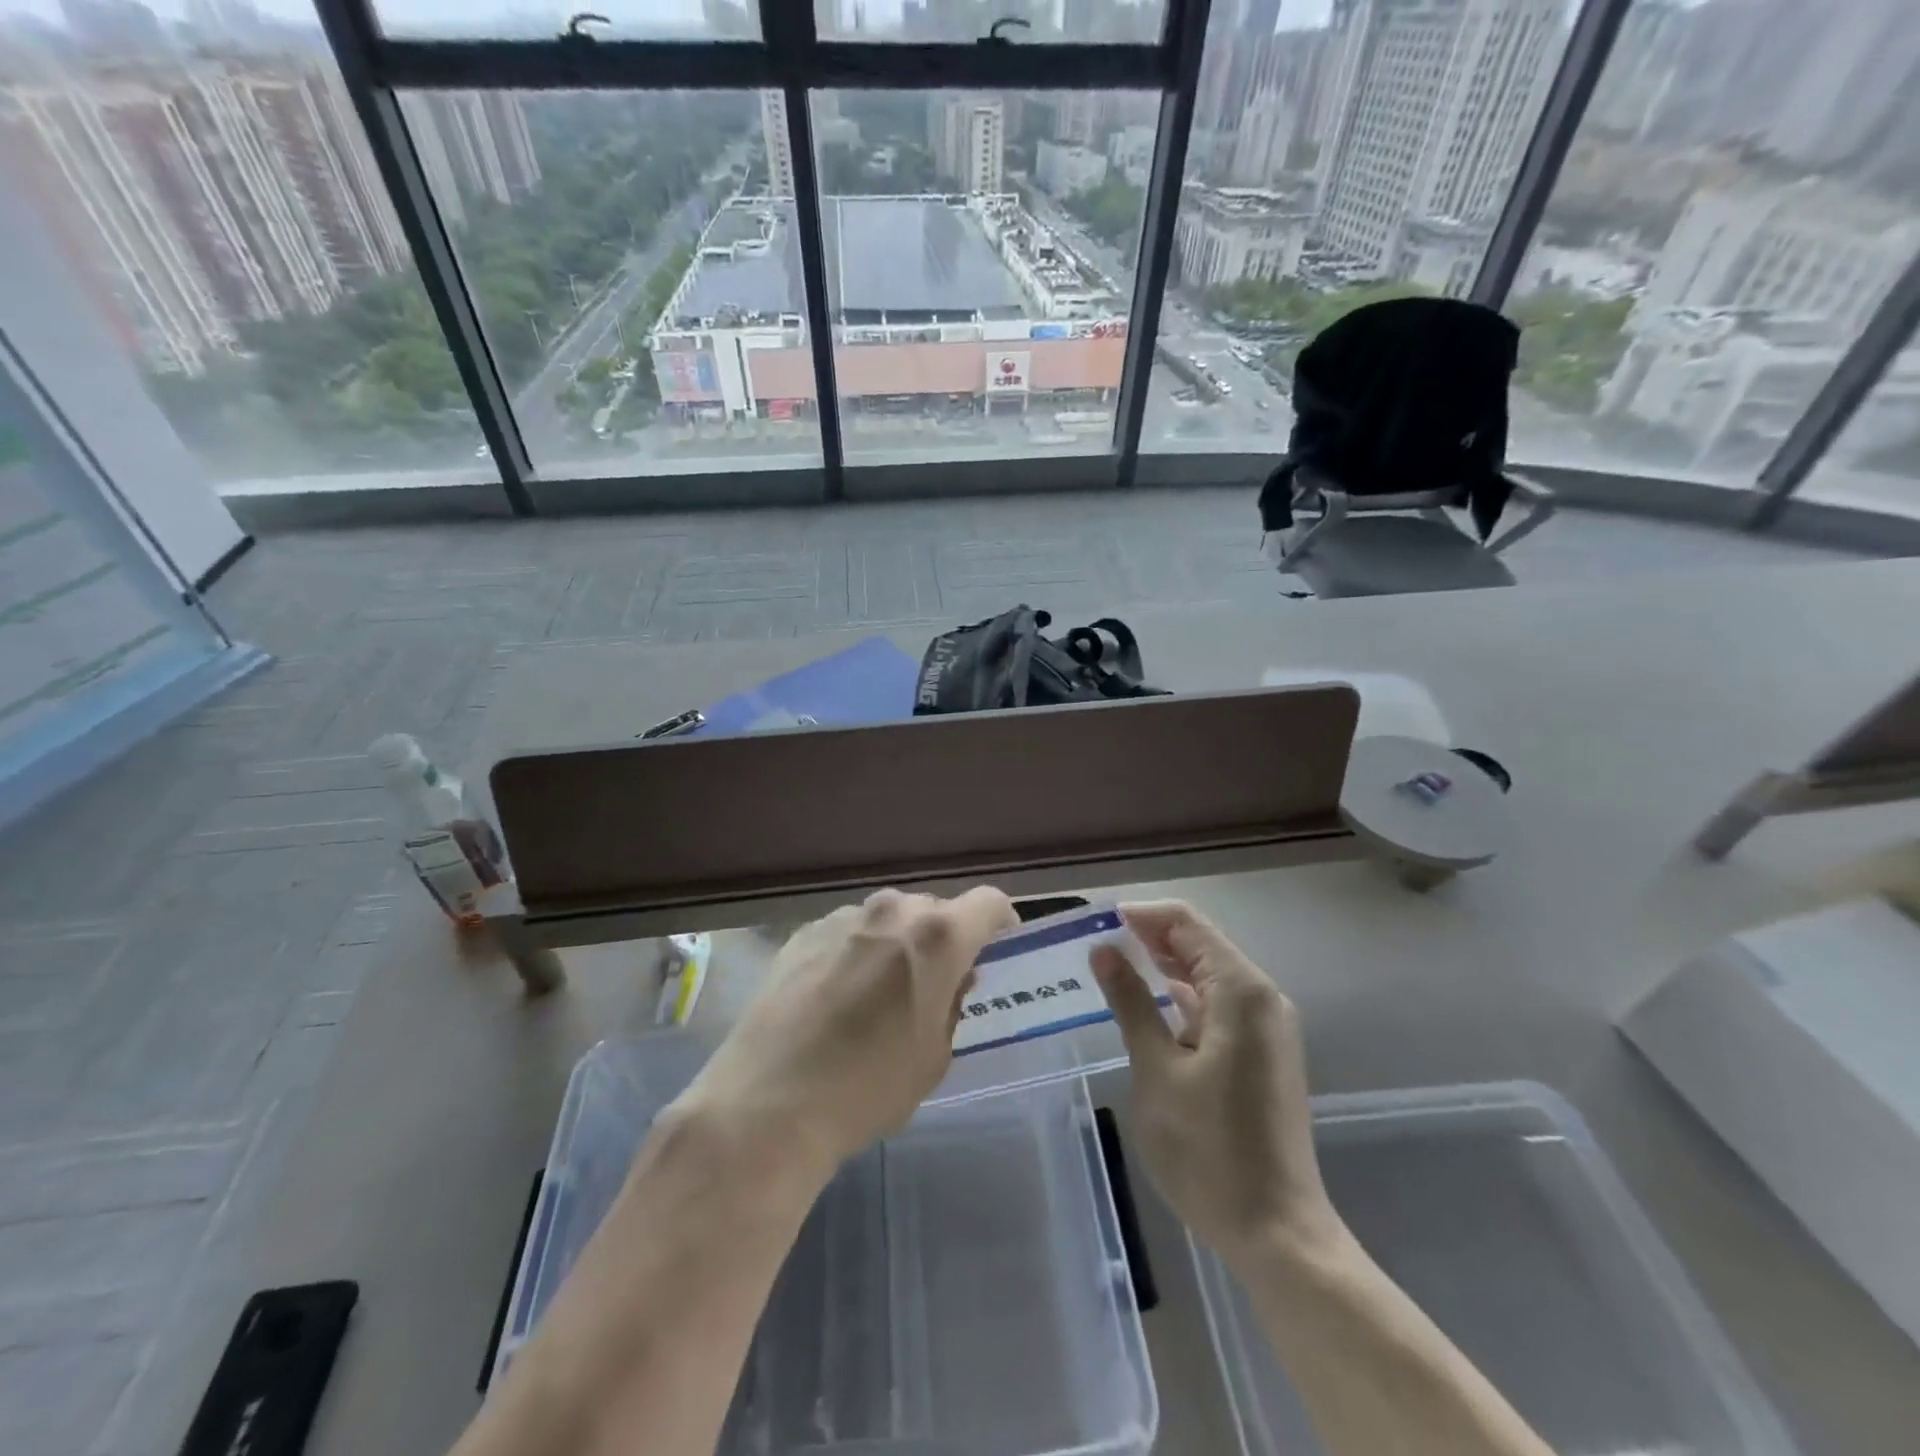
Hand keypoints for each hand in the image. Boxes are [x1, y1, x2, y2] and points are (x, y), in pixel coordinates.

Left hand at [669, 887, 1018, 1181]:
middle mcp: (892, 911)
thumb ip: (952, 1004)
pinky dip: (856, 952)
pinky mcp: (803, 932)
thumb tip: (951, 979)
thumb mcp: (934, 1056)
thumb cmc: (868, 1088)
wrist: (768, 1104)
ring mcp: (843, 917)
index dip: (1000, 923)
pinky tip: (836, 997)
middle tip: (935, 983)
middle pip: (935, 909)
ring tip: (880, 992)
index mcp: (937, 936)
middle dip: (944, 939)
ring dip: (897, 943)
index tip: (996, 951)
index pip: (988, 902)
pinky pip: (848, 932)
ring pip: (888, 919)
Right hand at [1091, 901, 1339, 1262]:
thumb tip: (1104, 950)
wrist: (1277, 1232)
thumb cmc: (1209, 1150)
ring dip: (1164, 966)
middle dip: (1150, 937)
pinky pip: (1218, 1004)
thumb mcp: (1157, 1070)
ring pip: (1209, 974)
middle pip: (1201, 943)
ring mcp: (1266, 1026)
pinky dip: (1182, 996)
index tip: (1097, 922)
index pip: (1187, 923)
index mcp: (1240, 990)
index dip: (1142, 915)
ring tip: (1113, 966)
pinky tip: (1150, 1005)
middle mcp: (1261, 996)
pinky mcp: (1263, 1053)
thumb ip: (1131, 1002)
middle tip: (1097, 943)